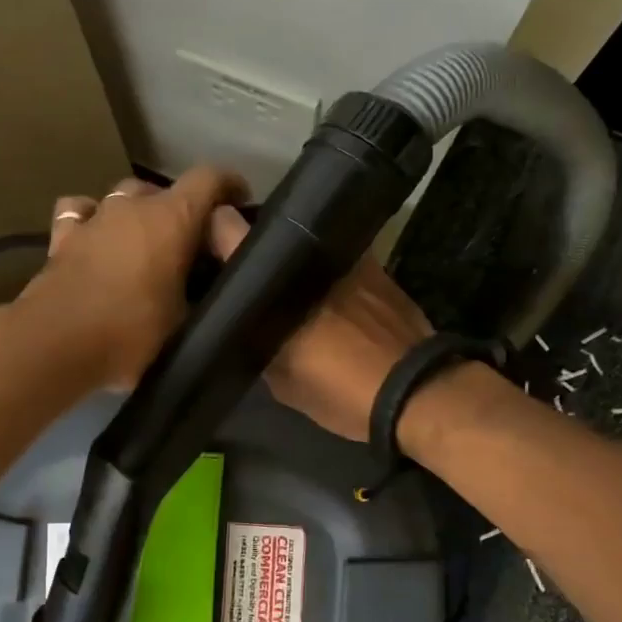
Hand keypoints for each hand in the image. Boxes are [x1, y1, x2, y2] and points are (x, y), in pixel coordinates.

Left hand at [25, 168, 246, 386]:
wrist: (55, 344)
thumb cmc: (130, 334)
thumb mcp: (185, 325)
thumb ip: (204, 300)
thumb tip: (212, 296)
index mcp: (172, 219)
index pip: (210, 179)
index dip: (229, 186)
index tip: (239, 202)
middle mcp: (132, 206)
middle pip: (164, 191)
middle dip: (181, 211)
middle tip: (189, 245)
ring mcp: (94, 217)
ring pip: (123, 196)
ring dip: (138, 213)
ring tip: (144, 243)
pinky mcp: (62, 237)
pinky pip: (82, 212)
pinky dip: (93, 220)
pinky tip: (96, 238)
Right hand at [207, 209, 432, 441]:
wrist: (416, 391)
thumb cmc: (341, 389)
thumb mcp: (282, 380)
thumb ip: (258, 344)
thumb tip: (246, 328)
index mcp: (278, 279)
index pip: (227, 229)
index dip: (213, 232)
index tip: (206, 246)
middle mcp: (310, 254)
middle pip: (270, 233)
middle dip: (256, 248)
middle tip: (248, 271)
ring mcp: (346, 254)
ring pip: (306, 246)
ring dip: (294, 260)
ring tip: (287, 283)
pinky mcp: (376, 265)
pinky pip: (338, 258)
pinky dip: (326, 270)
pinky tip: (325, 294)